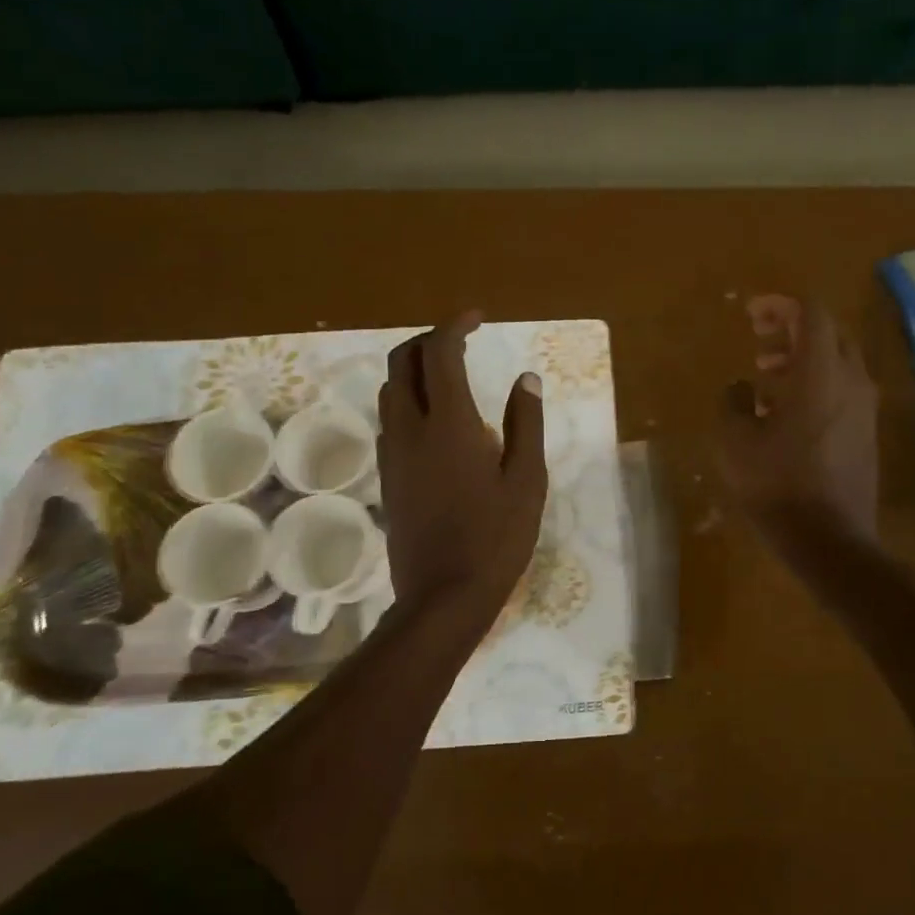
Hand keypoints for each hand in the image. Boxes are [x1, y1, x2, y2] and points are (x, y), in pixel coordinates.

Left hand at [378, 312, 547, 625]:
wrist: (444, 596)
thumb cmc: (496, 538)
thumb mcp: (527, 480)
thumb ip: (525, 423)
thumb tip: (526, 379)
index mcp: (448, 424)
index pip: (440, 353)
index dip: (455, 326)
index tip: (477, 319)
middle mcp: (410, 429)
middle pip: (403, 363)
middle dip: (429, 341)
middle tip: (461, 342)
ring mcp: (393, 455)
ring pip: (390, 392)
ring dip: (414, 371)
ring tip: (449, 376)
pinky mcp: (388, 478)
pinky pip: (390, 422)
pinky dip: (408, 402)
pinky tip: (436, 422)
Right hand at [717, 295, 878, 544]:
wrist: (830, 539)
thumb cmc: (777, 485)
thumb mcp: (735, 442)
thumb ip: (733, 403)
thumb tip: (740, 389)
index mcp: (820, 373)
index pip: (811, 313)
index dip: (780, 305)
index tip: (752, 315)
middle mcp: (851, 381)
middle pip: (829, 333)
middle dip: (792, 331)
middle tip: (759, 346)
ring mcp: (865, 408)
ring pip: (838, 363)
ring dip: (802, 360)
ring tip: (765, 379)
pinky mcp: (867, 432)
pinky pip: (842, 390)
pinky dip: (815, 385)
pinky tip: (785, 413)